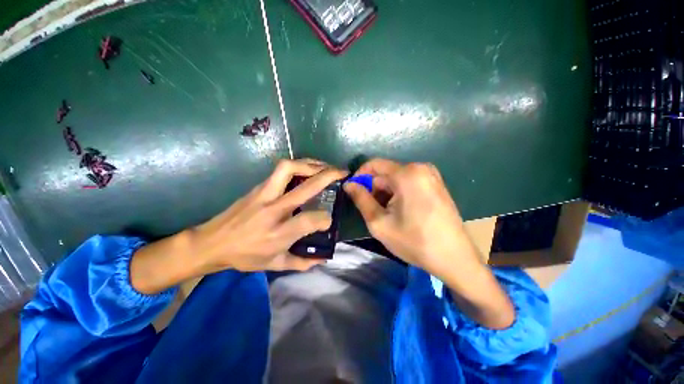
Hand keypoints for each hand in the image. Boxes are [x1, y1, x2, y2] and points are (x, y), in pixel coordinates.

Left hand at [193, 159, 347, 271]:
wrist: (210, 243)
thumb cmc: (244, 256)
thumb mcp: (274, 264)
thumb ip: (302, 262)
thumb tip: (323, 258)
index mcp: (278, 234)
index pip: (310, 220)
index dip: (325, 219)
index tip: (329, 220)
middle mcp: (273, 210)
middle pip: (305, 187)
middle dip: (328, 176)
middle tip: (342, 172)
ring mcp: (264, 194)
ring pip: (289, 168)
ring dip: (311, 164)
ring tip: (325, 167)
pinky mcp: (258, 186)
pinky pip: (281, 170)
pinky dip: (299, 165)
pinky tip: (307, 170)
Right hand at [343, 159, 475, 279]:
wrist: (454, 258)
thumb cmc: (414, 241)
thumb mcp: (379, 222)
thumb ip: (361, 199)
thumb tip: (349, 184)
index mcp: (407, 174)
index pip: (374, 164)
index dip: (359, 176)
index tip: (353, 191)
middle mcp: (420, 168)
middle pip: (386, 172)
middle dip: (374, 188)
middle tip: (371, 209)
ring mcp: (431, 175)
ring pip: (396, 178)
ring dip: (386, 192)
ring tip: (386, 214)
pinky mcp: (436, 184)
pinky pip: (409, 182)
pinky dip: (398, 193)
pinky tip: (400, 211)